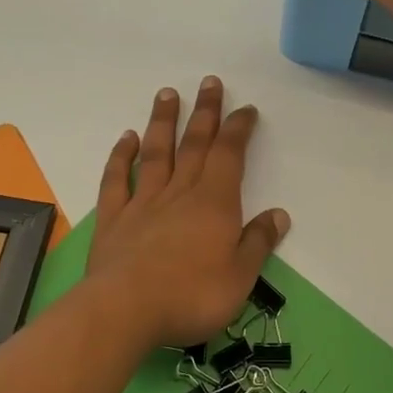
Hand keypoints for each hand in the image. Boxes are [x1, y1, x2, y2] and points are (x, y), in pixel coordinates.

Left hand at [85, 78, 289, 348]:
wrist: (125, 311)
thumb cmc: (192, 296)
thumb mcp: (240, 277)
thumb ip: (258, 243)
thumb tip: (278, 214)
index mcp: (215, 203)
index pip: (230, 155)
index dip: (238, 129)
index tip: (245, 109)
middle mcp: (180, 193)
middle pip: (195, 144)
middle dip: (205, 112)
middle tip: (209, 82)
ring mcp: (143, 203)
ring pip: (156, 153)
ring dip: (163, 122)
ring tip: (168, 94)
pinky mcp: (114, 219)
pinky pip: (117, 180)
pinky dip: (121, 157)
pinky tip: (127, 139)